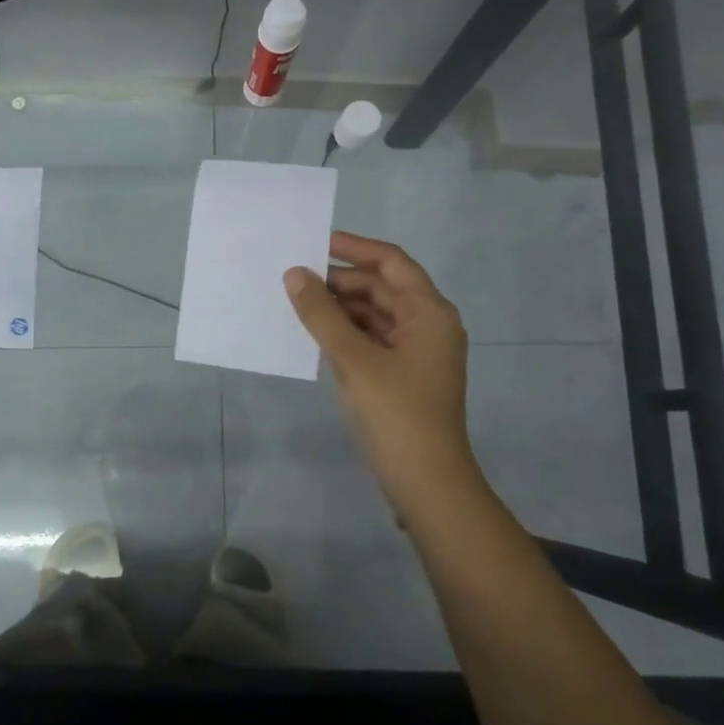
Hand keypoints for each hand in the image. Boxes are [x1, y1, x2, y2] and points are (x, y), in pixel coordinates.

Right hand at [286, 232, 476, 509]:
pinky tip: (316, 334)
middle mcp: (428, 324)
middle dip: (341, 281)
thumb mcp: (353, 359)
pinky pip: (373, 339)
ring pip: (375, 314)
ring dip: (341, 307)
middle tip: (296, 278)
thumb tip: (295, 274)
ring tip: (298, 303)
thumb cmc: (396, 413)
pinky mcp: (404, 374)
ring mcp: (417, 351)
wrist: (426, 482)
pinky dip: (346, 332)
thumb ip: (321, 314)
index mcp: (429, 311)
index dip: (354, 247)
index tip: (316, 242)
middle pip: (382, 287)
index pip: (391, 262)